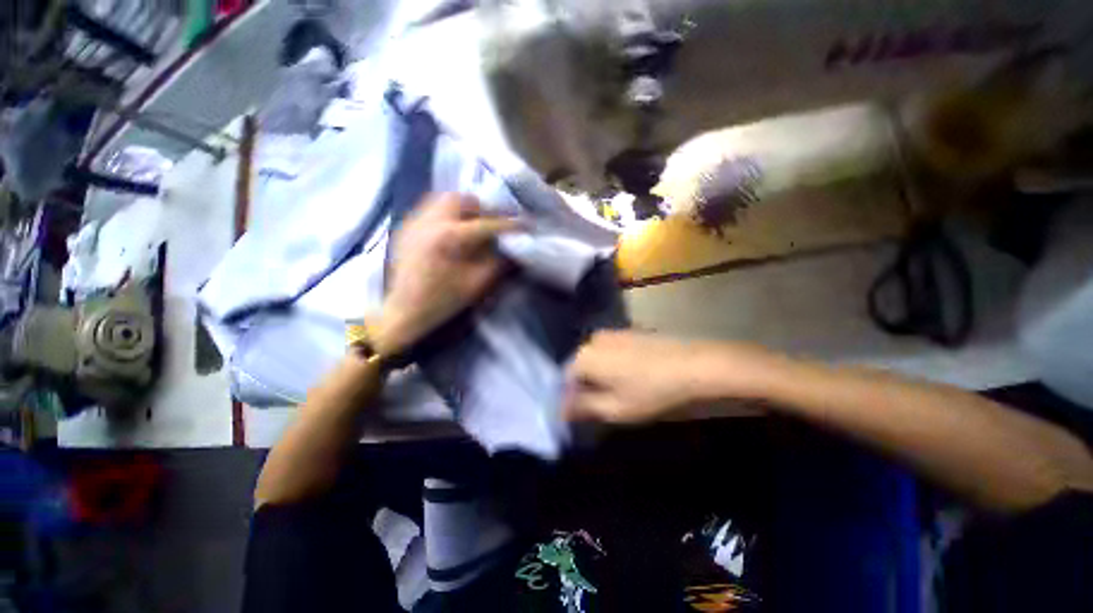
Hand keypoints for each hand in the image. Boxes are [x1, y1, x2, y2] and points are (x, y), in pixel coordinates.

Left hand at [373, 193, 519, 355]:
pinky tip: (452, 233)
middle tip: (492, 223)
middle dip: (482, 208)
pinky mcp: (406, 228)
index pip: (486, 224)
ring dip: (463, 209)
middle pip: (461, 198)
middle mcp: (429, 221)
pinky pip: (431, 209)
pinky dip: (447, 214)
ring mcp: (414, 222)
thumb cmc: (442, 301)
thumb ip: (498, 262)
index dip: (509, 224)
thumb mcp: (476, 284)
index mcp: (448, 238)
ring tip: (472, 226)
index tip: (526, 224)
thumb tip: (514, 246)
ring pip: (443, 199)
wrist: (403, 311)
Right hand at [563, 331, 775, 423]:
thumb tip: (561, 409)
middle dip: (583, 387)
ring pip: (595, 359)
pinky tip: (628, 378)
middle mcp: (593, 339)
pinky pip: (609, 352)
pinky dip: (611, 366)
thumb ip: (583, 408)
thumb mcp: (614, 408)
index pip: (564, 380)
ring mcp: (611, 333)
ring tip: (614, 394)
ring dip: (598, 377)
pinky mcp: (628, 331)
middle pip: (579, 368)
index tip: (577, 416)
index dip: (569, 400)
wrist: (695, 364)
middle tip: (597, 407)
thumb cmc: (651, 390)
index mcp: (584, 356)